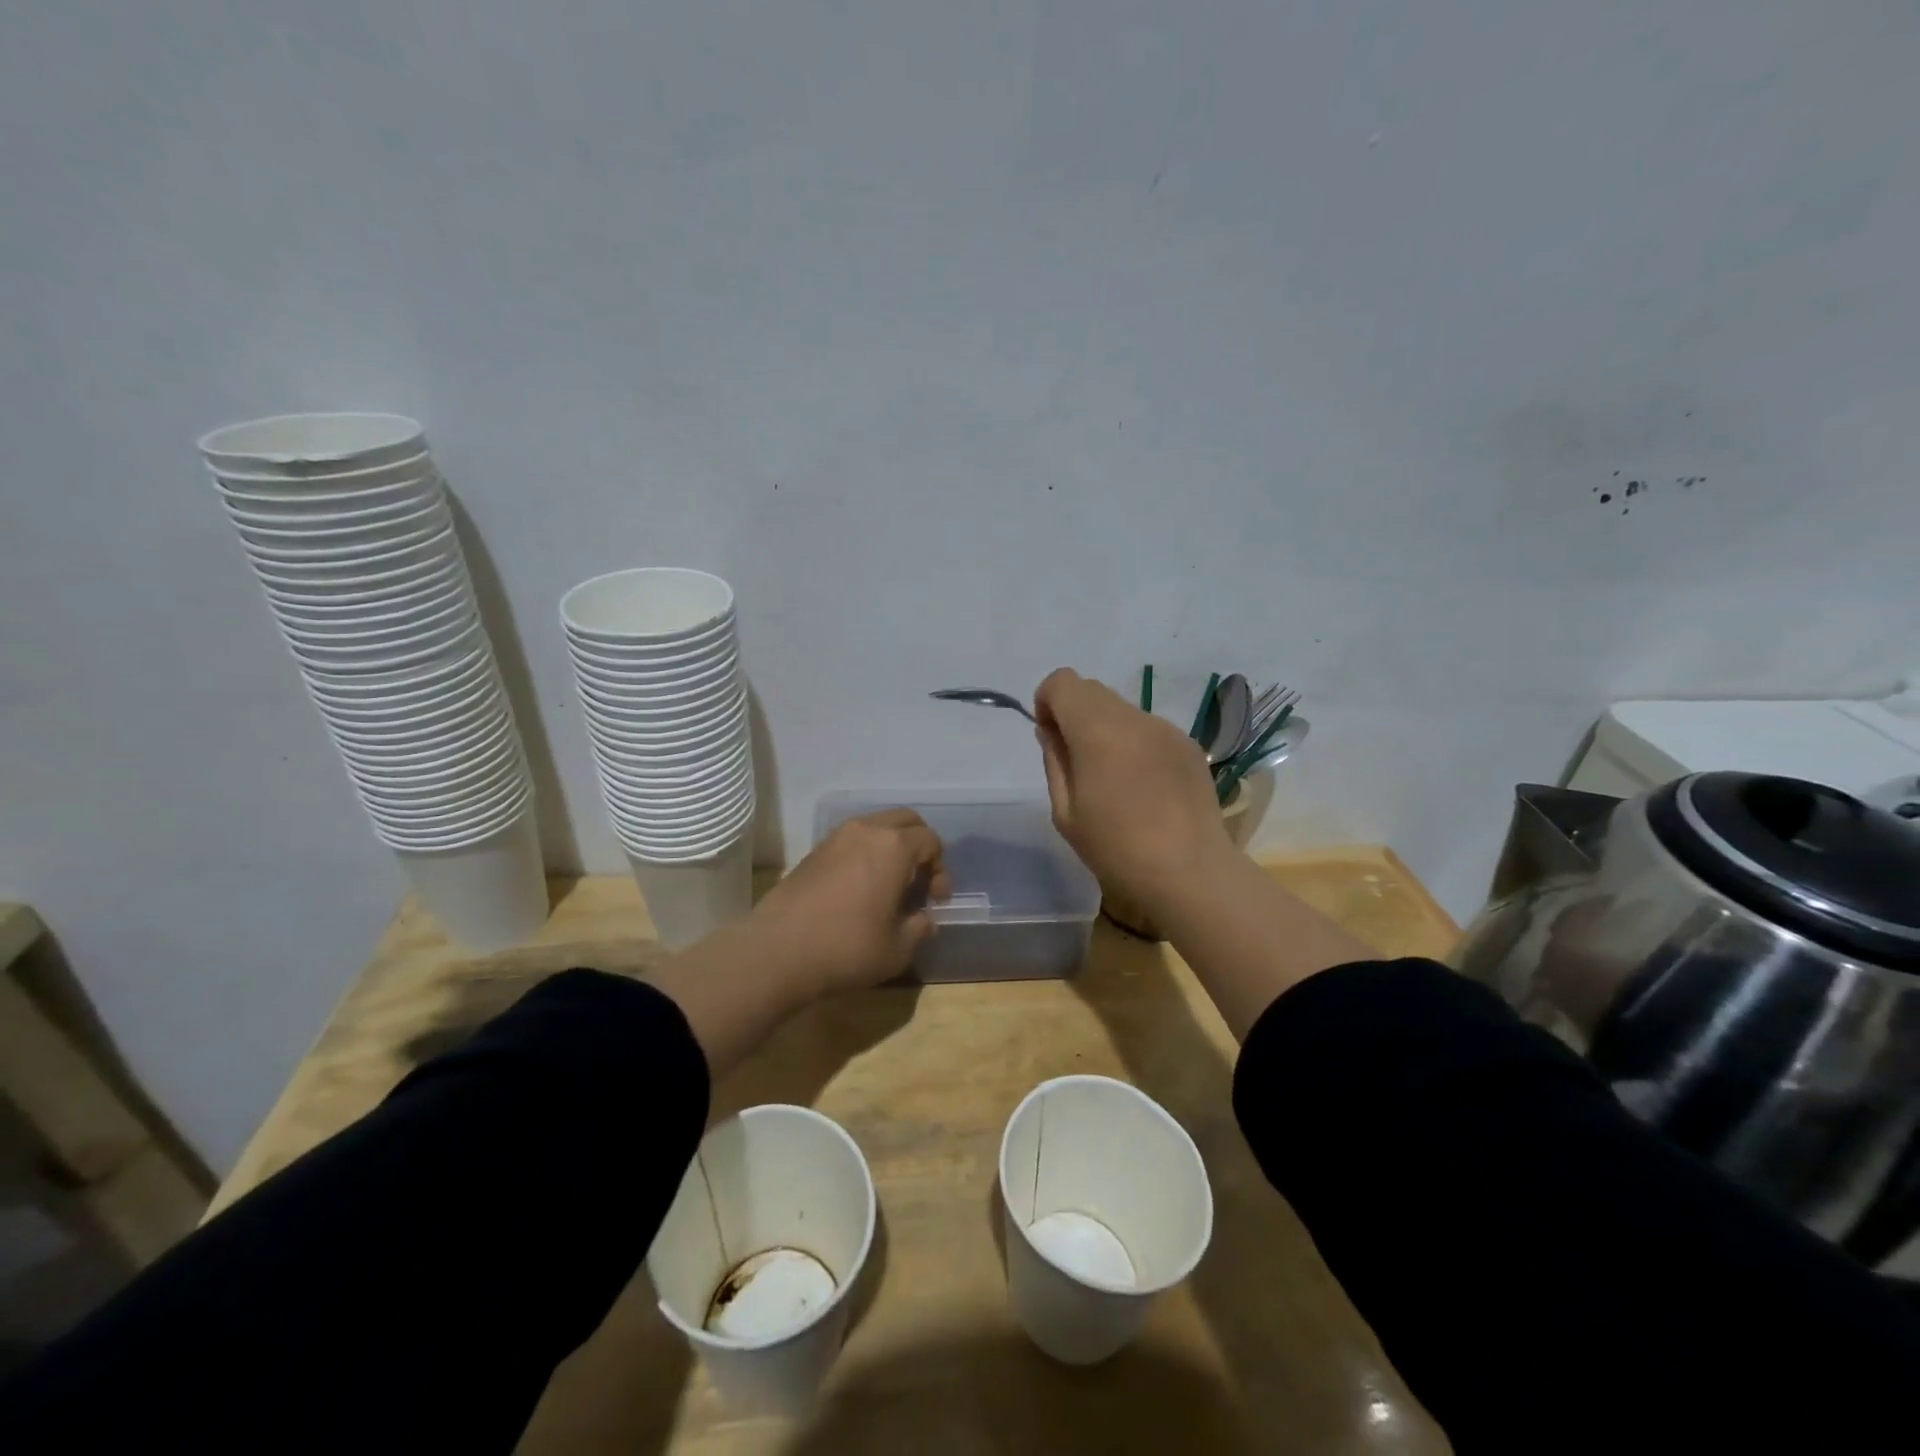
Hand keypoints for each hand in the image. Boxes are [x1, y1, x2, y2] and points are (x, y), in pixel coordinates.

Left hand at [746, 809, 950, 997]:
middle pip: (905, 820)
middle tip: (919, 881)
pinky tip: (861, 888)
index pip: (930, 840)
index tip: (935, 900)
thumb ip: (919, 928)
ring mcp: (836, 838)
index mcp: (894, 846)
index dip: (940, 869)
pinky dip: (866, 854)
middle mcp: (866, 831)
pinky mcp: (813, 852)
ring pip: (876, 827)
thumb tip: (924, 920)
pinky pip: (852, 841)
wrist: (778, 951)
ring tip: (890, 885)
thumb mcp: (897, 949)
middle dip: (919, 846)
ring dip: (891, 848)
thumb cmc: (847, 948)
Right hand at [1033, 668, 1234, 914]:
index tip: (1051, 738)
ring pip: (1122, 709)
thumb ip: (1055, 762)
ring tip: (1115, 779)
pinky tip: (1145, 787)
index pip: (1063, 682)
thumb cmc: (1116, 850)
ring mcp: (1166, 729)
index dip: (1047, 702)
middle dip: (1075, 713)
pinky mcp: (1189, 745)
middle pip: (1092, 689)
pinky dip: (1135, 743)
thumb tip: (1051, 732)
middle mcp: (1133, 718)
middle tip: (1078, 761)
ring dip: (1107, 729)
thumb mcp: (1066, 813)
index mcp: (1097, 731)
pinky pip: (1149, 729)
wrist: (1190, 873)